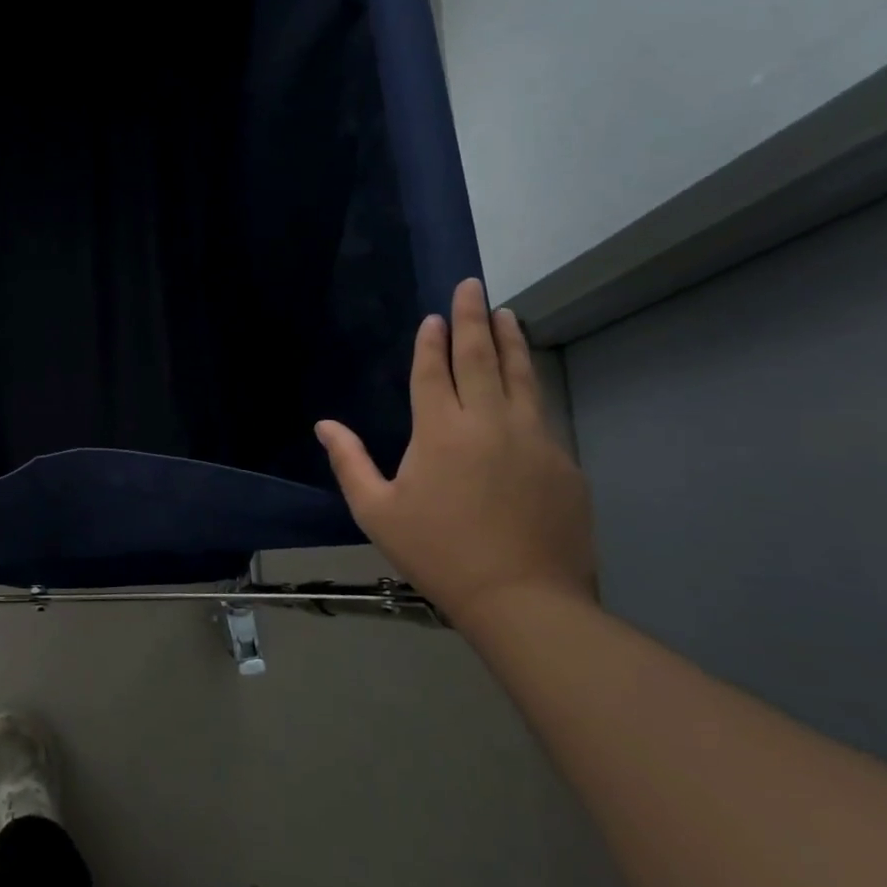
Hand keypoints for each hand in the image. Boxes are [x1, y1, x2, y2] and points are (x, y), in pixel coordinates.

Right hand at [315, 277, 594, 628]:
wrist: (524, 600)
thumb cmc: (438, 553)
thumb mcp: (377, 511)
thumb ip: (349, 462)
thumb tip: (324, 426)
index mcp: (440, 431)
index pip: (434, 371)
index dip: (432, 341)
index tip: (434, 316)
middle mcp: (488, 422)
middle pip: (480, 358)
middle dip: (473, 317)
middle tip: (473, 286)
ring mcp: (532, 439)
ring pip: (520, 376)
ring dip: (510, 341)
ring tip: (507, 314)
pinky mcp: (562, 461)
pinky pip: (540, 412)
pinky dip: (530, 386)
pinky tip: (526, 382)